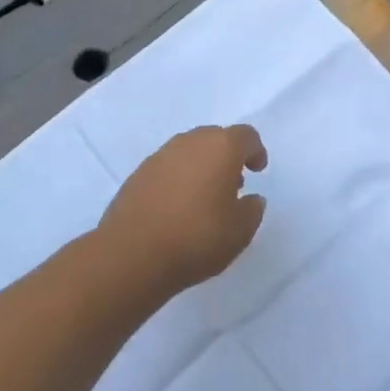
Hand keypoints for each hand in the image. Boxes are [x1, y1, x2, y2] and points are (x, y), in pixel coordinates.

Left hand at [98, 125, 268, 293]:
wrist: (132, 254)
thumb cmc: (197, 237)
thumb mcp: (240, 231)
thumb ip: (252, 210)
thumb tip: (251, 199)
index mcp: (221, 147)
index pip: (245, 136)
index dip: (255, 151)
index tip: (257, 170)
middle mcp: (190, 142)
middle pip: (215, 138)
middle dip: (227, 156)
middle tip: (233, 183)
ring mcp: (160, 156)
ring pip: (189, 151)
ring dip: (201, 166)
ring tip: (204, 198)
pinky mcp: (138, 174)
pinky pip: (167, 168)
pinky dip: (178, 179)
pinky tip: (177, 208)